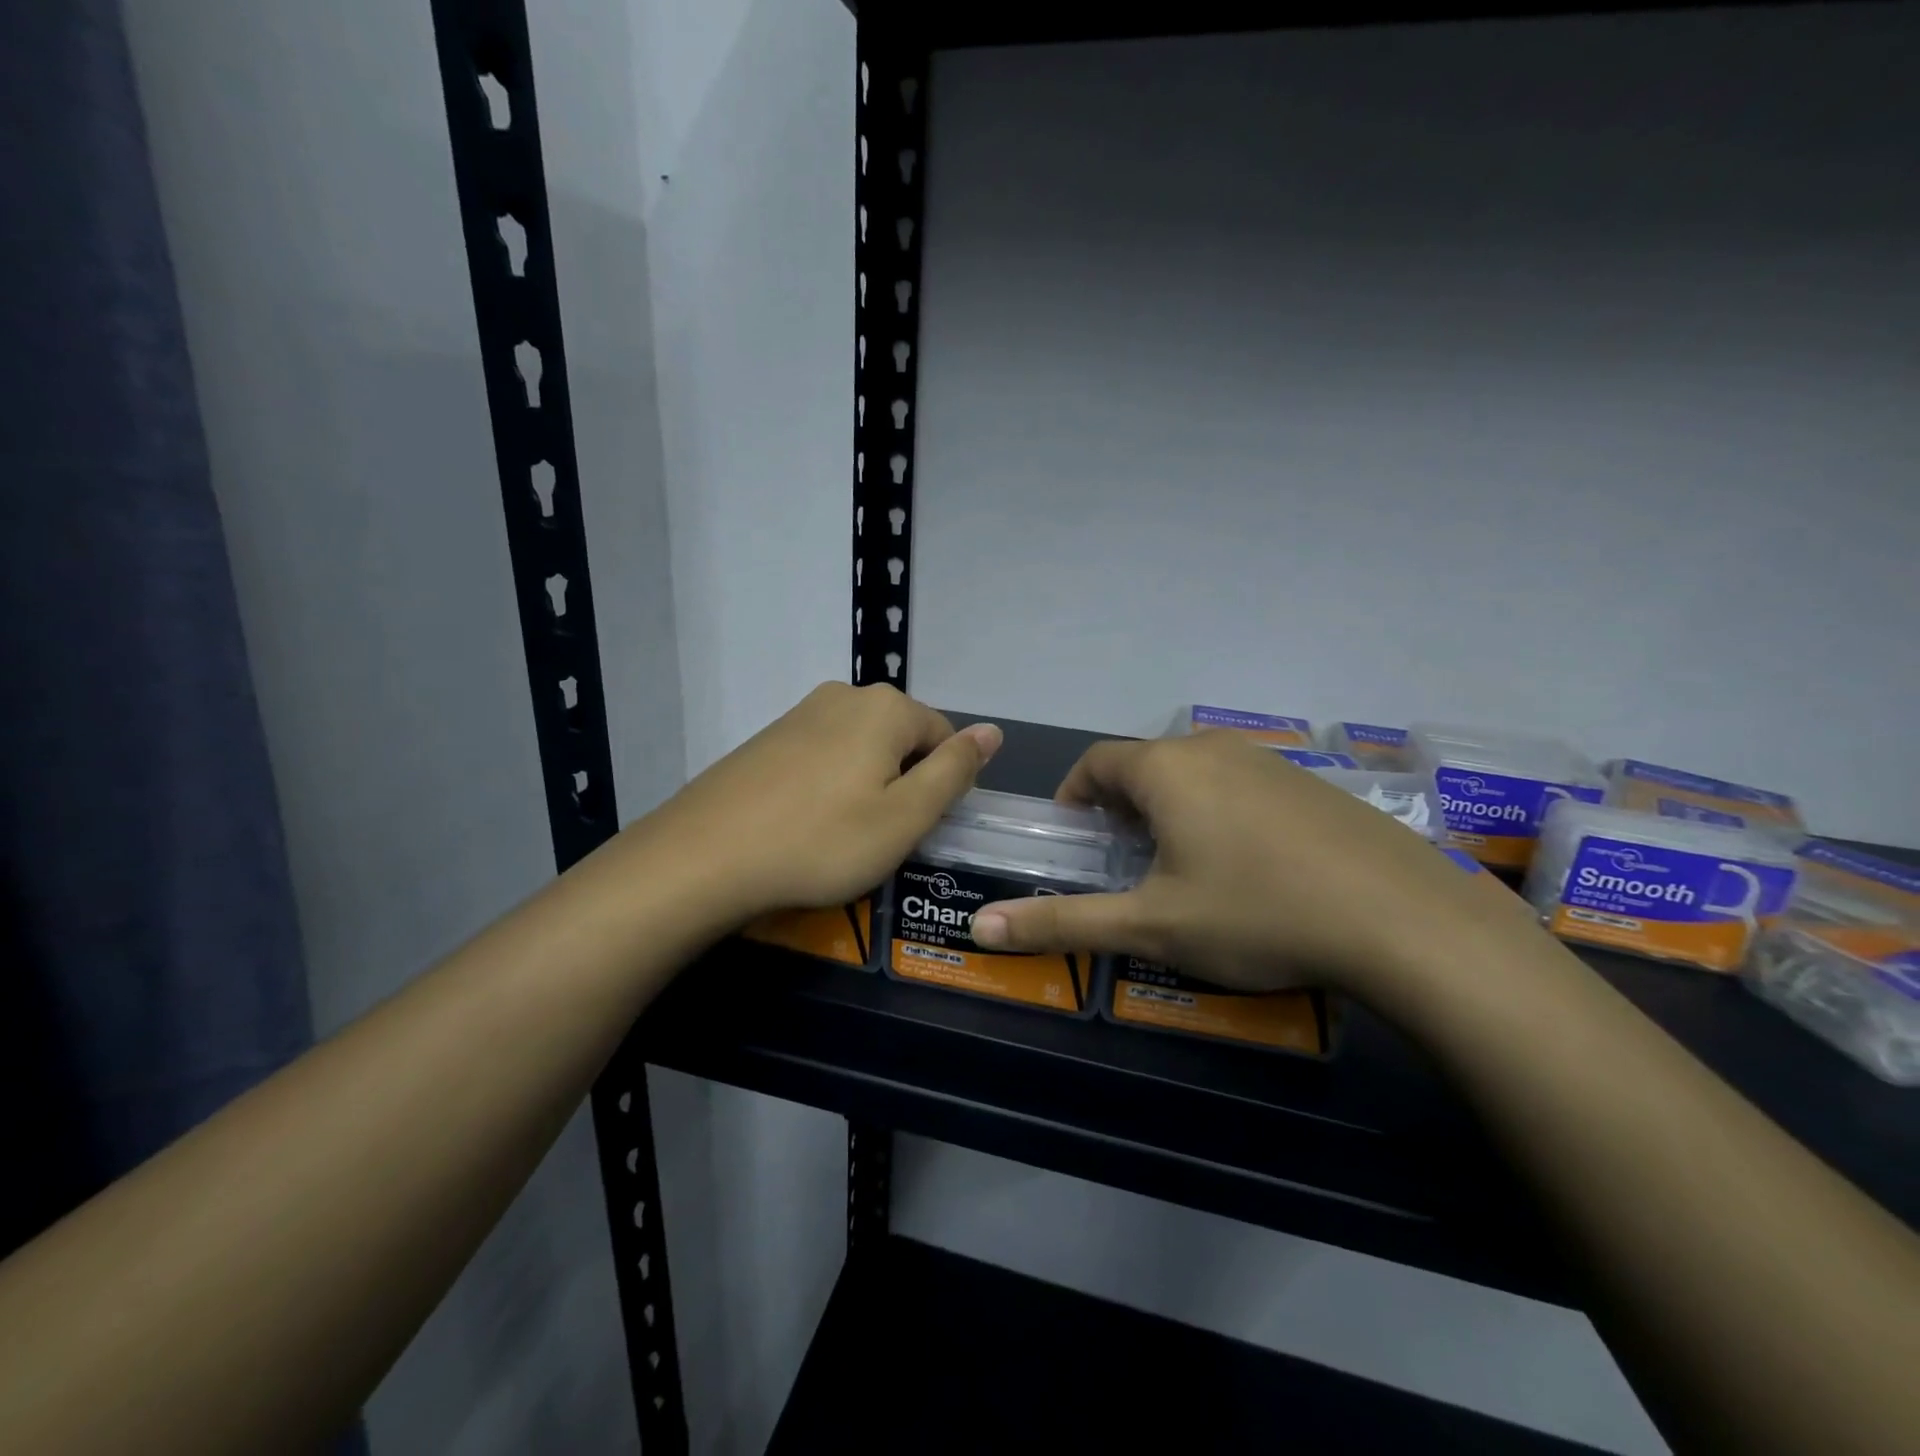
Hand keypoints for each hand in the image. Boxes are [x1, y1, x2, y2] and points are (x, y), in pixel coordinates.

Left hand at [635, 683, 1000, 926]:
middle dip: (903, 784)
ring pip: (861, 749)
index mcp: (886, 707)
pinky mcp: (769, 737)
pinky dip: (828, 786)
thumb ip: (955, 770)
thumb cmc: (822, 841)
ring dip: (866, 787)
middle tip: (879, 837)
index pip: (944, 738)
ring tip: (841, 835)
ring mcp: (801, 712)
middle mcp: (845, 695)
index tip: (915, 829)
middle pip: (902, 740)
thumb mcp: (906, 816)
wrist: (705, 856)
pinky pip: (822, 756)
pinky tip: (806, 823)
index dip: (940, 787)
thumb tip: (993, 731)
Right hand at [970, 730, 1522, 996]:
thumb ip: (1062, 922)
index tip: (1074, 839)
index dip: (1074, 796)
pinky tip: (1251, 867)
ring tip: (1182, 867)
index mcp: (1167, 769)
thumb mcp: (1151, 927)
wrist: (1405, 921)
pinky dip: (1222, 812)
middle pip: (1146, 765)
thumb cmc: (1256, 914)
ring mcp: (1271, 760)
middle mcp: (1214, 748)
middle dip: (1122, 806)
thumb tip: (980, 929)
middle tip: (1123, 862)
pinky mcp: (1314, 783)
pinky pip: (1244, 785)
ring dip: (1173, 808)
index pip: (1096, 763)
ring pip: (1197, 774)